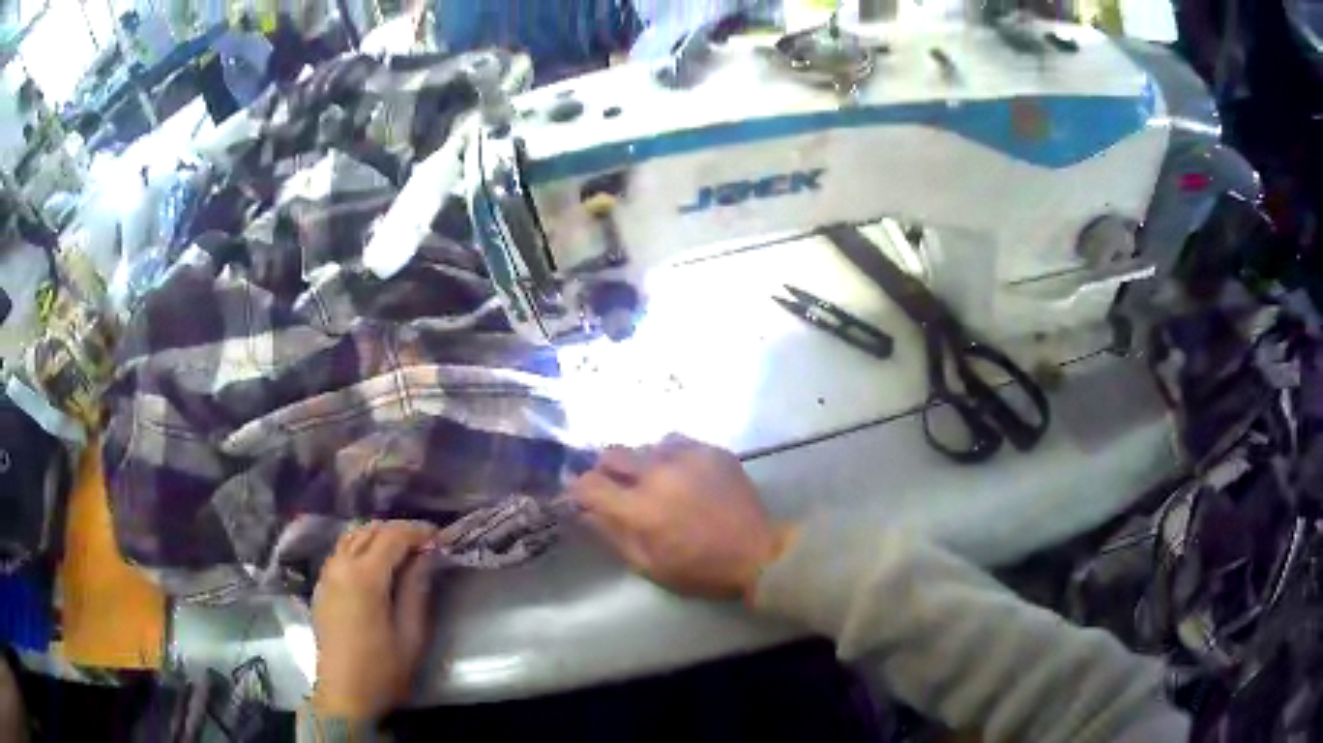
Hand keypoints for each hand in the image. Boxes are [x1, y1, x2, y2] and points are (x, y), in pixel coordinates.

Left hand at [311, 520, 438, 719]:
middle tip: (425, 544)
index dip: (417, 532)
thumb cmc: (382, 670)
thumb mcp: (411, 635)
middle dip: (399, 531)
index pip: (392, 537)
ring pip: (351, 537)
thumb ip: (416, 590)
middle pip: (369, 531)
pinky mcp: (321, 586)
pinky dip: (360, 546)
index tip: (440, 538)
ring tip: (402, 550)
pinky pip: (340, 551)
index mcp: (364, 577)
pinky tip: (375, 564)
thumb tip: (426, 557)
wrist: (343, 694)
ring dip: (377, 536)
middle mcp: (340, 566)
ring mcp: (327, 575)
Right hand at [570, 434, 796, 601]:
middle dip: (605, 469)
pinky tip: (680, 474)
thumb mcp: (649, 565)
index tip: (580, 494)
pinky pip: (676, 443)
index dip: (578, 489)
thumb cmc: (700, 568)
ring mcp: (688, 457)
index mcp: (640, 508)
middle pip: (613, 453)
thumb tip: (586, 512)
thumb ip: (613, 535)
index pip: (590, 484)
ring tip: (653, 481)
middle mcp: (659, 474)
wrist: (758, 552)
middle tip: (615, 486)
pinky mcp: (711, 450)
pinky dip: (669, 456)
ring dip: (641, 463)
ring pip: (646, 446)